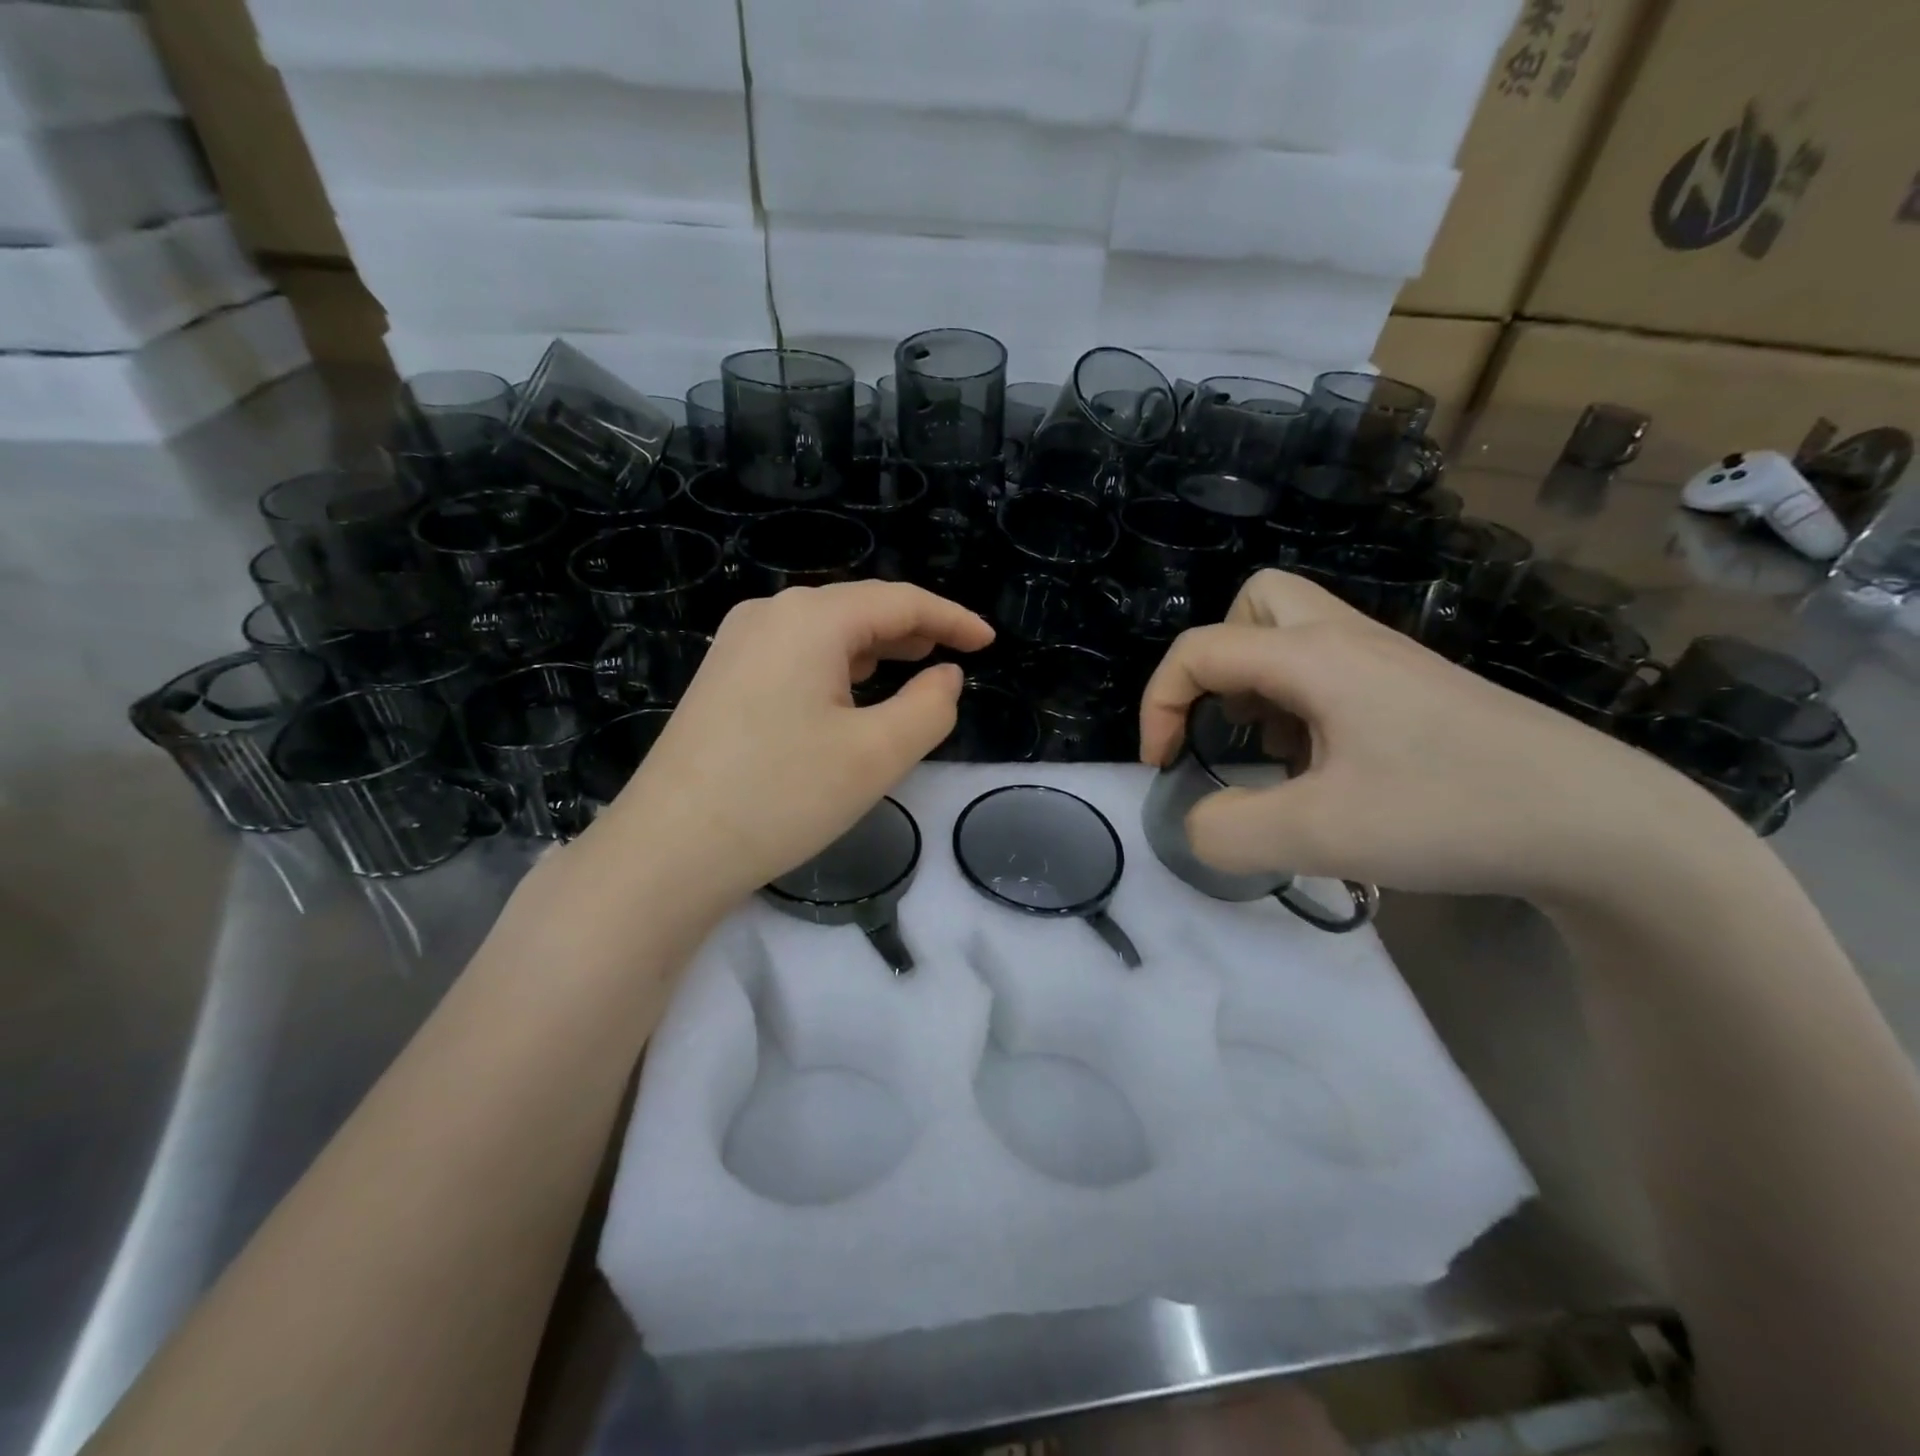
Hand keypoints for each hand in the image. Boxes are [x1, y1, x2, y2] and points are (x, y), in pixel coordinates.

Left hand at [592, 582, 993, 912]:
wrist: (669, 848)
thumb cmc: (782, 795)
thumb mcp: (877, 754)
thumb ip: (930, 707)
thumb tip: (945, 676)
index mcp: (811, 619)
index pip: (900, 602)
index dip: (951, 618)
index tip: (987, 641)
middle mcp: (770, 615)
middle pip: (859, 608)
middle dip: (913, 629)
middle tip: (956, 654)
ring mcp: (738, 644)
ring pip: (826, 632)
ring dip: (876, 646)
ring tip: (914, 664)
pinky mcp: (722, 677)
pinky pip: (796, 654)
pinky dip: (838, 665)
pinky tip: (851, 690)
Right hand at [1139, 569, 1732, 901]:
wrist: (1602, 824)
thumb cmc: (1451, 812)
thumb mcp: (1319, 836)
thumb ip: (1228, 831)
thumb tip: (1196, 823)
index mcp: (1315, 657)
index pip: (1200, 650)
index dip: (1159, 704)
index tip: (1164, 766)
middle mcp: (1348, 641)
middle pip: (1255, 603)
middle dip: (1216, 661)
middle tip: (1225, 723)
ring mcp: (1388, 663)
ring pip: (1293, 633)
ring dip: (1257, 684)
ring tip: (1273, 752)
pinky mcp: (1414, 691)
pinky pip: (1329, 670)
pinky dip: (1299, 704)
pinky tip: (1323, 765)